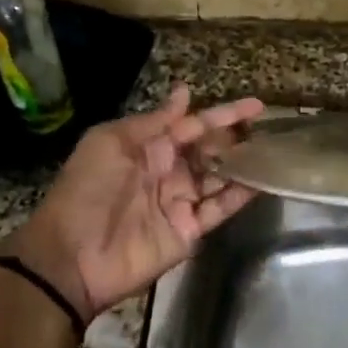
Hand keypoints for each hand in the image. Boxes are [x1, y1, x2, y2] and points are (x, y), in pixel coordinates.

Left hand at [3, 86, 265, 320]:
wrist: (72, 256)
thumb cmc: (88, 190)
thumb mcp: (112, 142)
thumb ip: (155, 120)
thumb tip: (186, 91)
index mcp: (149, 147)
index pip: (194, 125)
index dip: (224, 114)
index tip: (257, 105)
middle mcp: (169, 171)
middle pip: (211, 150)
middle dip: (237, 138)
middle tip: (269, 129)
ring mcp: (181, 202)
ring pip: (220, 177)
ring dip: (244, 164)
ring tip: (275, 150)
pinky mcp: (189, 230)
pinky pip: (220, 208)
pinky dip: (241, 195)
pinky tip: (264, 180)